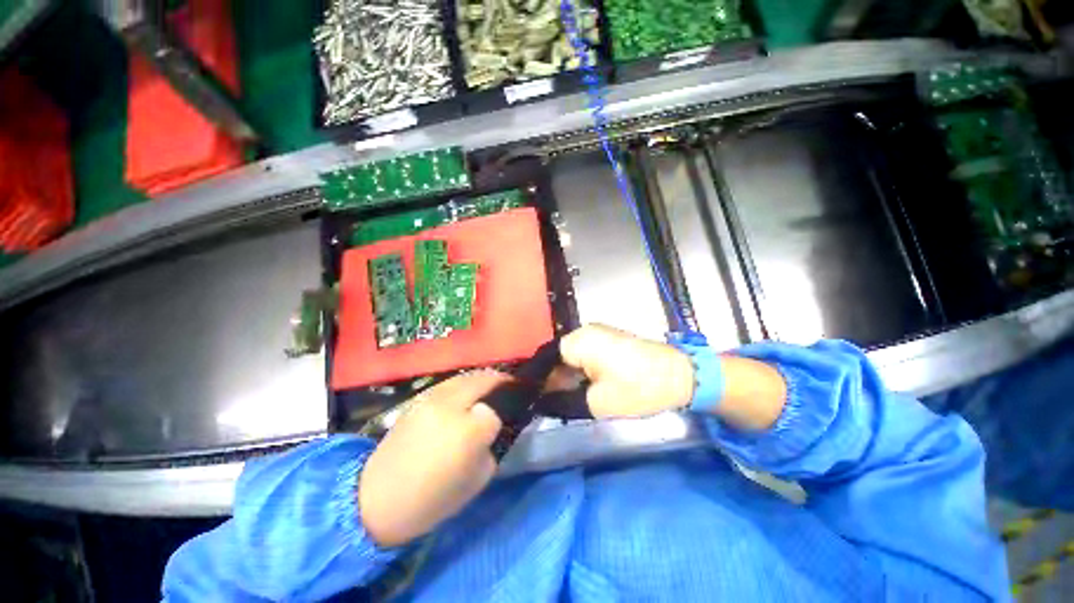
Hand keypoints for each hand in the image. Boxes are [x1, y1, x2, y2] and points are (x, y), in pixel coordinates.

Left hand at [358, 371, 506, 547]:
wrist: (376, 499)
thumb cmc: (433, 498)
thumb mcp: (478, 478)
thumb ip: (493, 444)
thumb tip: (496, 422)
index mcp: (469, 430)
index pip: (498, 408)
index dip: (508, 408)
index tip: (518, 405)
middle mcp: (451, 404)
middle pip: (484, 378)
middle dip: (501, 380)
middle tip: (510, 387)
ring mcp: (432, 397)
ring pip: (467, 376)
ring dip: (483, 379)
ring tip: (491, 388)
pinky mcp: (419, 398)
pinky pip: (451, 382)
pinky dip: (465, 383)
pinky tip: (467, 394)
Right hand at [561, 324, 786, 430]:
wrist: (682, 376)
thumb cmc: (638, 388)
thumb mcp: (597, 402)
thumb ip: (564, 401)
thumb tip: (545, 402)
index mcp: (579, 341)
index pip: (547, 359)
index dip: (540, 381)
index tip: (538, 401)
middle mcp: (585, 331)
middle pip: (560, 356)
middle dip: (556, 380)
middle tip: (555, 404)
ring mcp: (599, 333)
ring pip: (573, 355)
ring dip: (570, 376)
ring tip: (571, 399)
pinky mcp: (610, 339)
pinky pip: (587, 352)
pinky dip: (583, 370)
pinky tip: (586, 388)